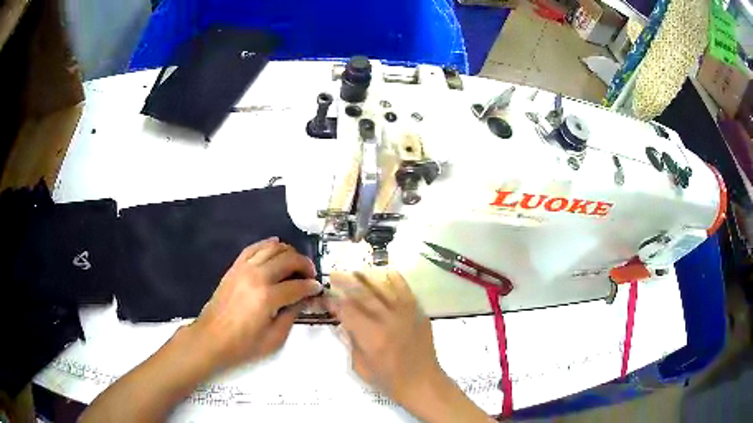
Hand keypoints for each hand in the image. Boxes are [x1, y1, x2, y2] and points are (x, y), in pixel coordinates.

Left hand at [189, 237, 321, 370]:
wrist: (211, 339)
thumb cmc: (244, 345)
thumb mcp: (274, 338)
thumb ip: (292, 315)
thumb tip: (303, 298)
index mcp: (268, 297)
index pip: (298, 286)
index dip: (312, 287)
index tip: (318, 289)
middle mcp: (257, 276)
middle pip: (288, 259)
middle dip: (304, 264)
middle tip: (310, 275)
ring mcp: (244, 269)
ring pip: (272, 248)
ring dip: (288, 252)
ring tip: (295, 263)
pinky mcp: (234, 268)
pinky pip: (253, 248)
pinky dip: (267, 244)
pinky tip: (276, 245)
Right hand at [326, 270, 445, 405]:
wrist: (422, 383)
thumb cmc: (388, 380)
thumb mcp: (360, 366)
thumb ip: (350, 341)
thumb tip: (341, 321)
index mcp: (371, 336)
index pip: (346, 310)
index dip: (333, 301)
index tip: (325, 296)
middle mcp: (388, 320)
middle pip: (363, 293)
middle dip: (345, 281)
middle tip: (334, 274)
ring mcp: (406, 314)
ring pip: (384, 287)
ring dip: (367, 276)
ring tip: (355, 269)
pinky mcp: (418, 312)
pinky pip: (405, 290)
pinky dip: (395, 278)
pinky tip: (385, 270)